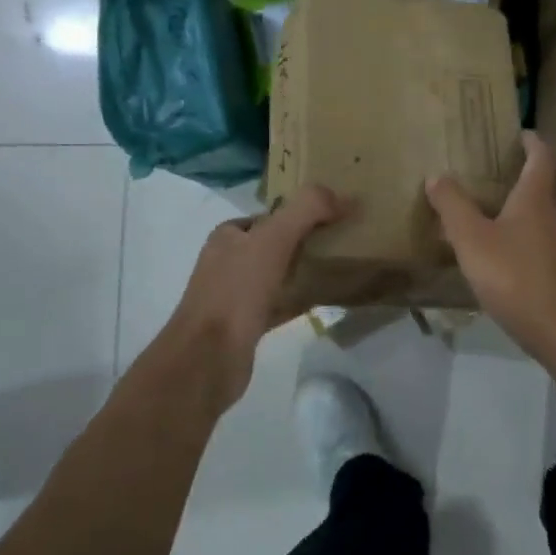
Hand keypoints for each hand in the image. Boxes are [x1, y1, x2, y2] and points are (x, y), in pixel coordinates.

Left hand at [153, 185, 343, 410]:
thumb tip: (346, 196)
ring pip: (277, 275)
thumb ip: (307, 209)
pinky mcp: (246, 326)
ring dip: (303, 270)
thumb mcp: (273, 238)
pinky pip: (280, 304)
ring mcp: (235, 296)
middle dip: (304, 241)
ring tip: (338, 267)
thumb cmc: (237, 290)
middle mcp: (227, 263)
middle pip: (273, 244)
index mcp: (227, 237)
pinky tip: (324, 299)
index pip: (268, 216)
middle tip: (340, 241)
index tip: (332, 216)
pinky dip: (300, 299)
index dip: (299, 213)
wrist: (209, 358)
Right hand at [427, 132, 555, 357]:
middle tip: (524, 165)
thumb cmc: (515, 278)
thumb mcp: (472, 241)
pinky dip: (553, 233)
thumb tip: (437, 175)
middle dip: (545, 167)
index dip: (534, 142)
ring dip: (549, 201)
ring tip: (525, 209)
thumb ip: (453, 207)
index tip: (523, 135)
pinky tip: (538, 252)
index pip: (542, 156)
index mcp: (538, 197)